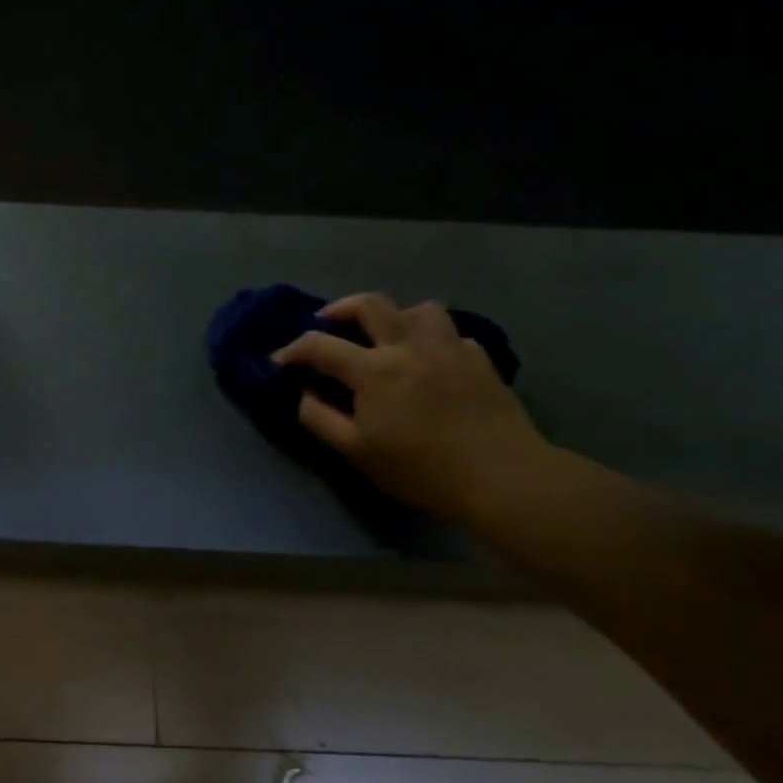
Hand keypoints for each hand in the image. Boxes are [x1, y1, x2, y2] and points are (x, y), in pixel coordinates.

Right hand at [272, 293, 549, 523]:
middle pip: (370, 304)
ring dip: (393, 316)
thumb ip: (320, 418)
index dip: (292, 350)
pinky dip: (431, 338)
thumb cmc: (420, 469)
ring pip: (419, 308)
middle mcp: (409, 346)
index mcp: (374, 370)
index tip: (279, 361)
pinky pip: (451, 333)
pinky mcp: (480, 360)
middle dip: (339, 309)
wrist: (503, 478)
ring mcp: (450, 348)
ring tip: (384, 337)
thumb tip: (304, 394)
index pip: (319, 345)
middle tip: (327, 324)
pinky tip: (427, 360)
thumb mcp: (355, 452)